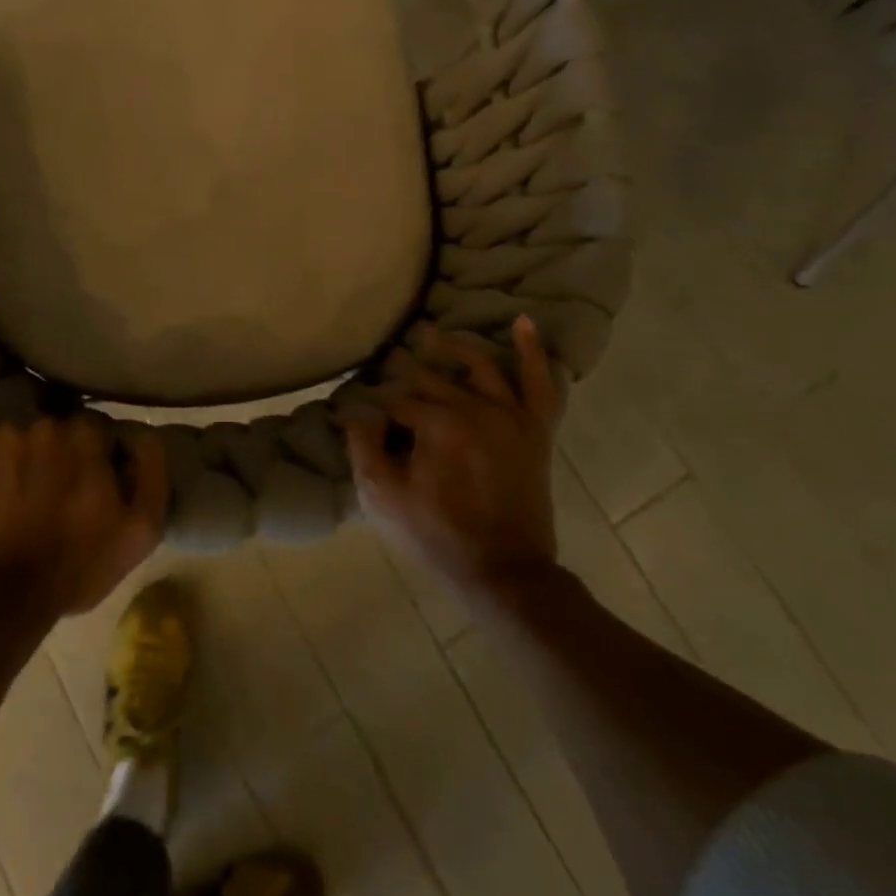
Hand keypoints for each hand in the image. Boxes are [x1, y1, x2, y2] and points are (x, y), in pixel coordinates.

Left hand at [0, 417, 167, 617]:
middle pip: (57, 432)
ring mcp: (1, 436)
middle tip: (55, 496)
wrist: (2, 598)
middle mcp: (45, 425)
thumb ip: (152, 471)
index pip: (96, 429)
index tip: (91, 485)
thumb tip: (144, 434)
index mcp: (87, 436)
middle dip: (59, 457)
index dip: (96, 457)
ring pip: (21, 440)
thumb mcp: (142, 529)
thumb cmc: (78, 564)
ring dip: (24, 462)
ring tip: (21, 502)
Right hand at [343, 316, 563, 597]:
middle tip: (384, 367)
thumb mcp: (384, 498)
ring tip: (431, 334)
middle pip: (432, 380)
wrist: (504, 572)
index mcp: (439, 424)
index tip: (357, 417)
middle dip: (405, 375)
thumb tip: (355, 413)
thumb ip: (364, 447)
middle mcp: (477, 408)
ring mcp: (511, 416)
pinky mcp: (534, 430)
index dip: (374, 410)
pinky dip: (532, 351)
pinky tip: (522, 323)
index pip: (396, 401)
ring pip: (480, 367)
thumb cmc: (438, 536)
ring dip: (454, 347)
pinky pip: (540, 383)